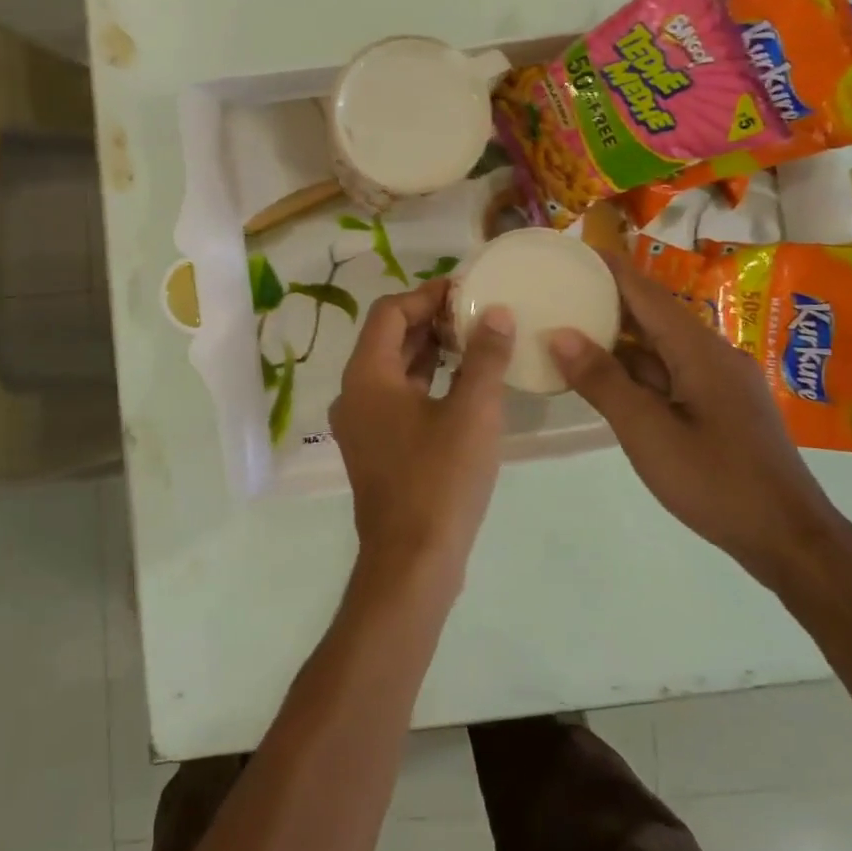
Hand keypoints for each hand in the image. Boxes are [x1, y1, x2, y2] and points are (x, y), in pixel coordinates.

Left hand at [330, 279, 514, 586]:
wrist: (412, 561)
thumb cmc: (440, 480)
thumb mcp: (473, 412)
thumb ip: (485, 357)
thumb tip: (497, 312)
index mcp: (367, 376)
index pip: (390, 312)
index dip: (427, 295)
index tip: (466, 289)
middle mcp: (354, 394)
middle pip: (388, 338)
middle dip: (430, 321)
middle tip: (476, 312)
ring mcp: (362, 424)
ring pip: (393, 370)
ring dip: (429, 351)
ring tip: (474, 341)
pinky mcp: (375, 448)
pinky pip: (397, 398)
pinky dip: (425, 382)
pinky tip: (462, 384)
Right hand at [547, 253, 842, 588]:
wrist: (787, 538)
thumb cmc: (715, 482)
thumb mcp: (647, 432)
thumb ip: (603, 382)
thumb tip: (560, 334)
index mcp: (699, 351)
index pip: (647, 293)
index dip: (609, 269)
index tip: (571, 250)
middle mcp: (712, 355)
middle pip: (654, 314)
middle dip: (608, 299)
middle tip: (559, 288)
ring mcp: (718, 382)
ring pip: (660, 347)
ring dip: (619, 336)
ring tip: (569, 327)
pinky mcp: (718, 407)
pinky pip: (668, 373)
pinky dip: (634, 369)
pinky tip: (604, 377)